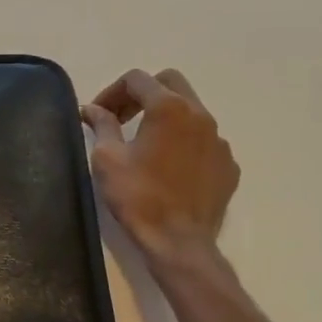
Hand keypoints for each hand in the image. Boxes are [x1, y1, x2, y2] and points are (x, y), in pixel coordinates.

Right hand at [83, 68, 239, 268]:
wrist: (179, 242)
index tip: (98, 114)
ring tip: (145, 142)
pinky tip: (169, 166)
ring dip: (165, 117)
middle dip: (143, 93)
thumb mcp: (107, 158)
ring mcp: (219, 140)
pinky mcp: (228, 164)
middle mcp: (200, 115)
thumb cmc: (138, 196)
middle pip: (170, 83)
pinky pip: (204, 140)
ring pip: (191, 111)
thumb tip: (93, 109)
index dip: (112, 91)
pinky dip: (184, 142)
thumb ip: (102, 125)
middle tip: (122, 117)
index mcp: (168, 108)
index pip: (137, 79)